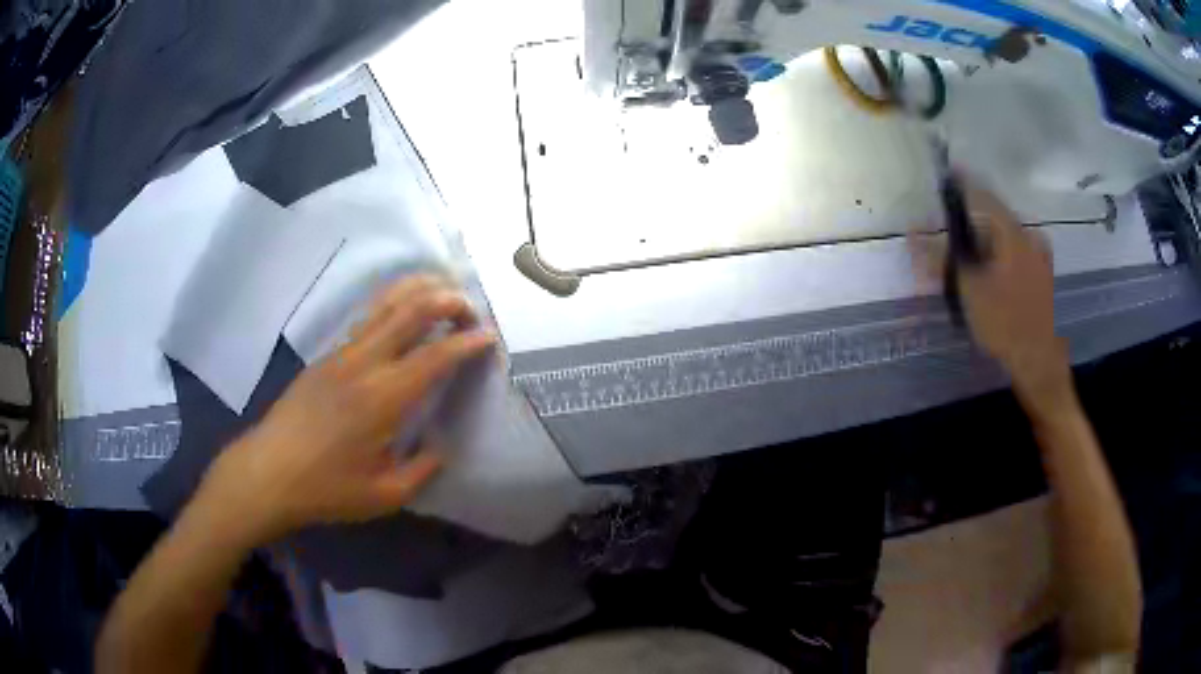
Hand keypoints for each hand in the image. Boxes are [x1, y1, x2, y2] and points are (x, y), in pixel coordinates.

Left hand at [199, 274, 496, 543]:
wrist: (268, 472)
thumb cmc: (327, 488)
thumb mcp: (384, 495)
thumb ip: (422, 470)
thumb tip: (440, 446)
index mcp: (383, 397)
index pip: (435, 355)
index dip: (468, 342)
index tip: (490, 338)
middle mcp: (364, 362)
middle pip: (410, 309)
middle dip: (447, 300)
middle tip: (471, 307)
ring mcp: (341, 353)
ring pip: (385, 303)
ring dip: (418, 289)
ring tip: (443, 289)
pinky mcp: (327, 355)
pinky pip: (367, 317)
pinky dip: (393, 303)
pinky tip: (402, 310)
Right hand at [912, 181, 1071, 406]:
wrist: (1038, 361)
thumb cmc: (1003, 324)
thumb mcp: (967, 291)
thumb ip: (939, 259)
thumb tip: (912, 233)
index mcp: (1011, 232)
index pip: (981, 194)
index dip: (962, 182)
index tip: (946, 175)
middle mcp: (1028, 235)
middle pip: (995, 214)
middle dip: (974, 218)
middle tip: (956, 230)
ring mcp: (1039, 255)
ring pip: (1007, 234)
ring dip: (989, 237)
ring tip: (973, 255)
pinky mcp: (1043, 273)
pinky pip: (1018, 250)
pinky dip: (1002, 252)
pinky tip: (994, 272)